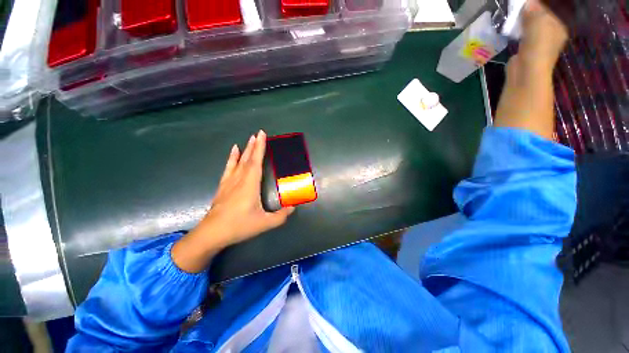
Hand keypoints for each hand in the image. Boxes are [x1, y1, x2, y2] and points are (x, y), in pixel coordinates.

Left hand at [171, 130, 293, 272]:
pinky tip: (233, 152)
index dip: (260, 148)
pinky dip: (231, 159)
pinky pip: (228, 168)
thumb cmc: (239, 226)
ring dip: (245, 150)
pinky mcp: (223, 186)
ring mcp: (229, 182)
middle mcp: (239, 180)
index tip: (262, 135)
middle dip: (254, 146)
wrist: (212, 233)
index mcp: (250, 185)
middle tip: (258, 133)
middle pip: (248, 159)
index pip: (256, 162)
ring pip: (238, 162)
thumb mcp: (264, 223)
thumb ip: (281, 216)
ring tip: (249, 139)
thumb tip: (294, 207)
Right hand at [518, 0, 568, 71]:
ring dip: (522, 22)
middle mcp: (551, 34)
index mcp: (559, 27)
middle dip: (529, 12)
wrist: (526, 72)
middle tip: (518, 7)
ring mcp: (539, 44)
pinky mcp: (526, 51)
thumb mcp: (538, 22)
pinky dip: (517, 32)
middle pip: (540, 18)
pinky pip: (522, 36)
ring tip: (513, 16)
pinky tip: (511, 30)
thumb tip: (528, 2)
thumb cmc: (538, 46)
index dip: (537, 3)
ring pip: (530, 26)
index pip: (549, 9)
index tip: (525, 2)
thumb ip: (534, 10)